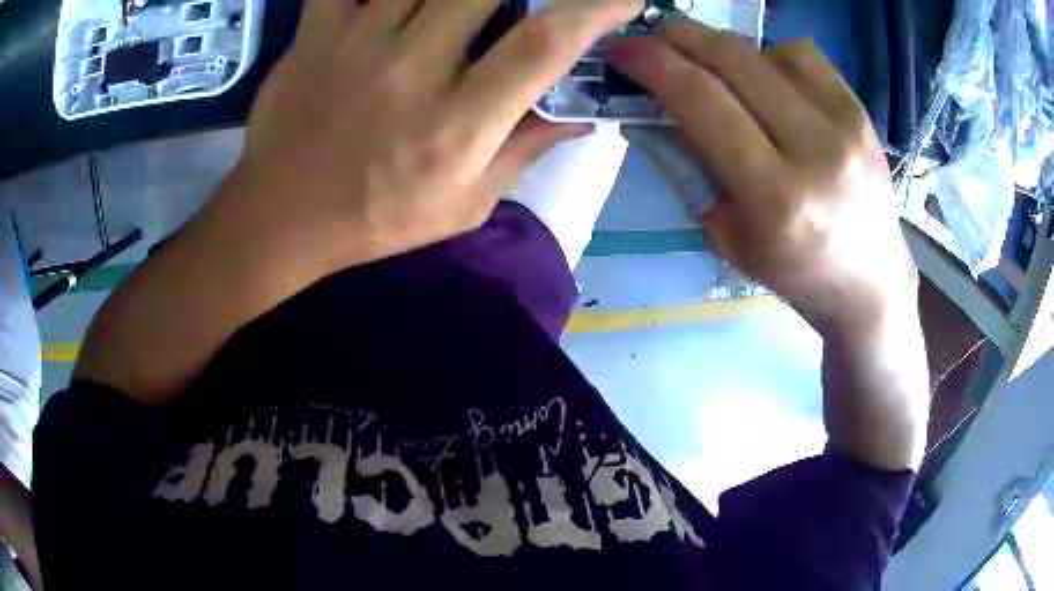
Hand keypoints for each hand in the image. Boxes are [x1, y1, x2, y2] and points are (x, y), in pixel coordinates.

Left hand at [218, 0, 643, 271]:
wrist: (283, 216)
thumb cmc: (377, 218)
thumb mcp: (465, 203)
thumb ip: (525, 149)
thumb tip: (582, 114)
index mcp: (456, 123)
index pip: (541, 45)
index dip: (592, 11)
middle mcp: (411, 69)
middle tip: (527, 0)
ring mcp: (357, 43)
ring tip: (466, 6)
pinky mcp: (316, 33)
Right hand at [609, 22, 929, 470]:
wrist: (870, 282)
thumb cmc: (796, 272)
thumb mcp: (729, 238)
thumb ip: (693, 168)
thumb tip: (658, 106)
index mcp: (776, 197)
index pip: (703, 102)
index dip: (653, 65)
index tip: (623, 50)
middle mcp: (816, 150)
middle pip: (734, 61)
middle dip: (681, 36)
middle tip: (654, 34)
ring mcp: (845, 124)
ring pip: (768, 50)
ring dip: (729, 50)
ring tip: (720, 70)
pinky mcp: (862, 111)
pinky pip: (804, 55)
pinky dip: (772, 55)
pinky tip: (769, 80)